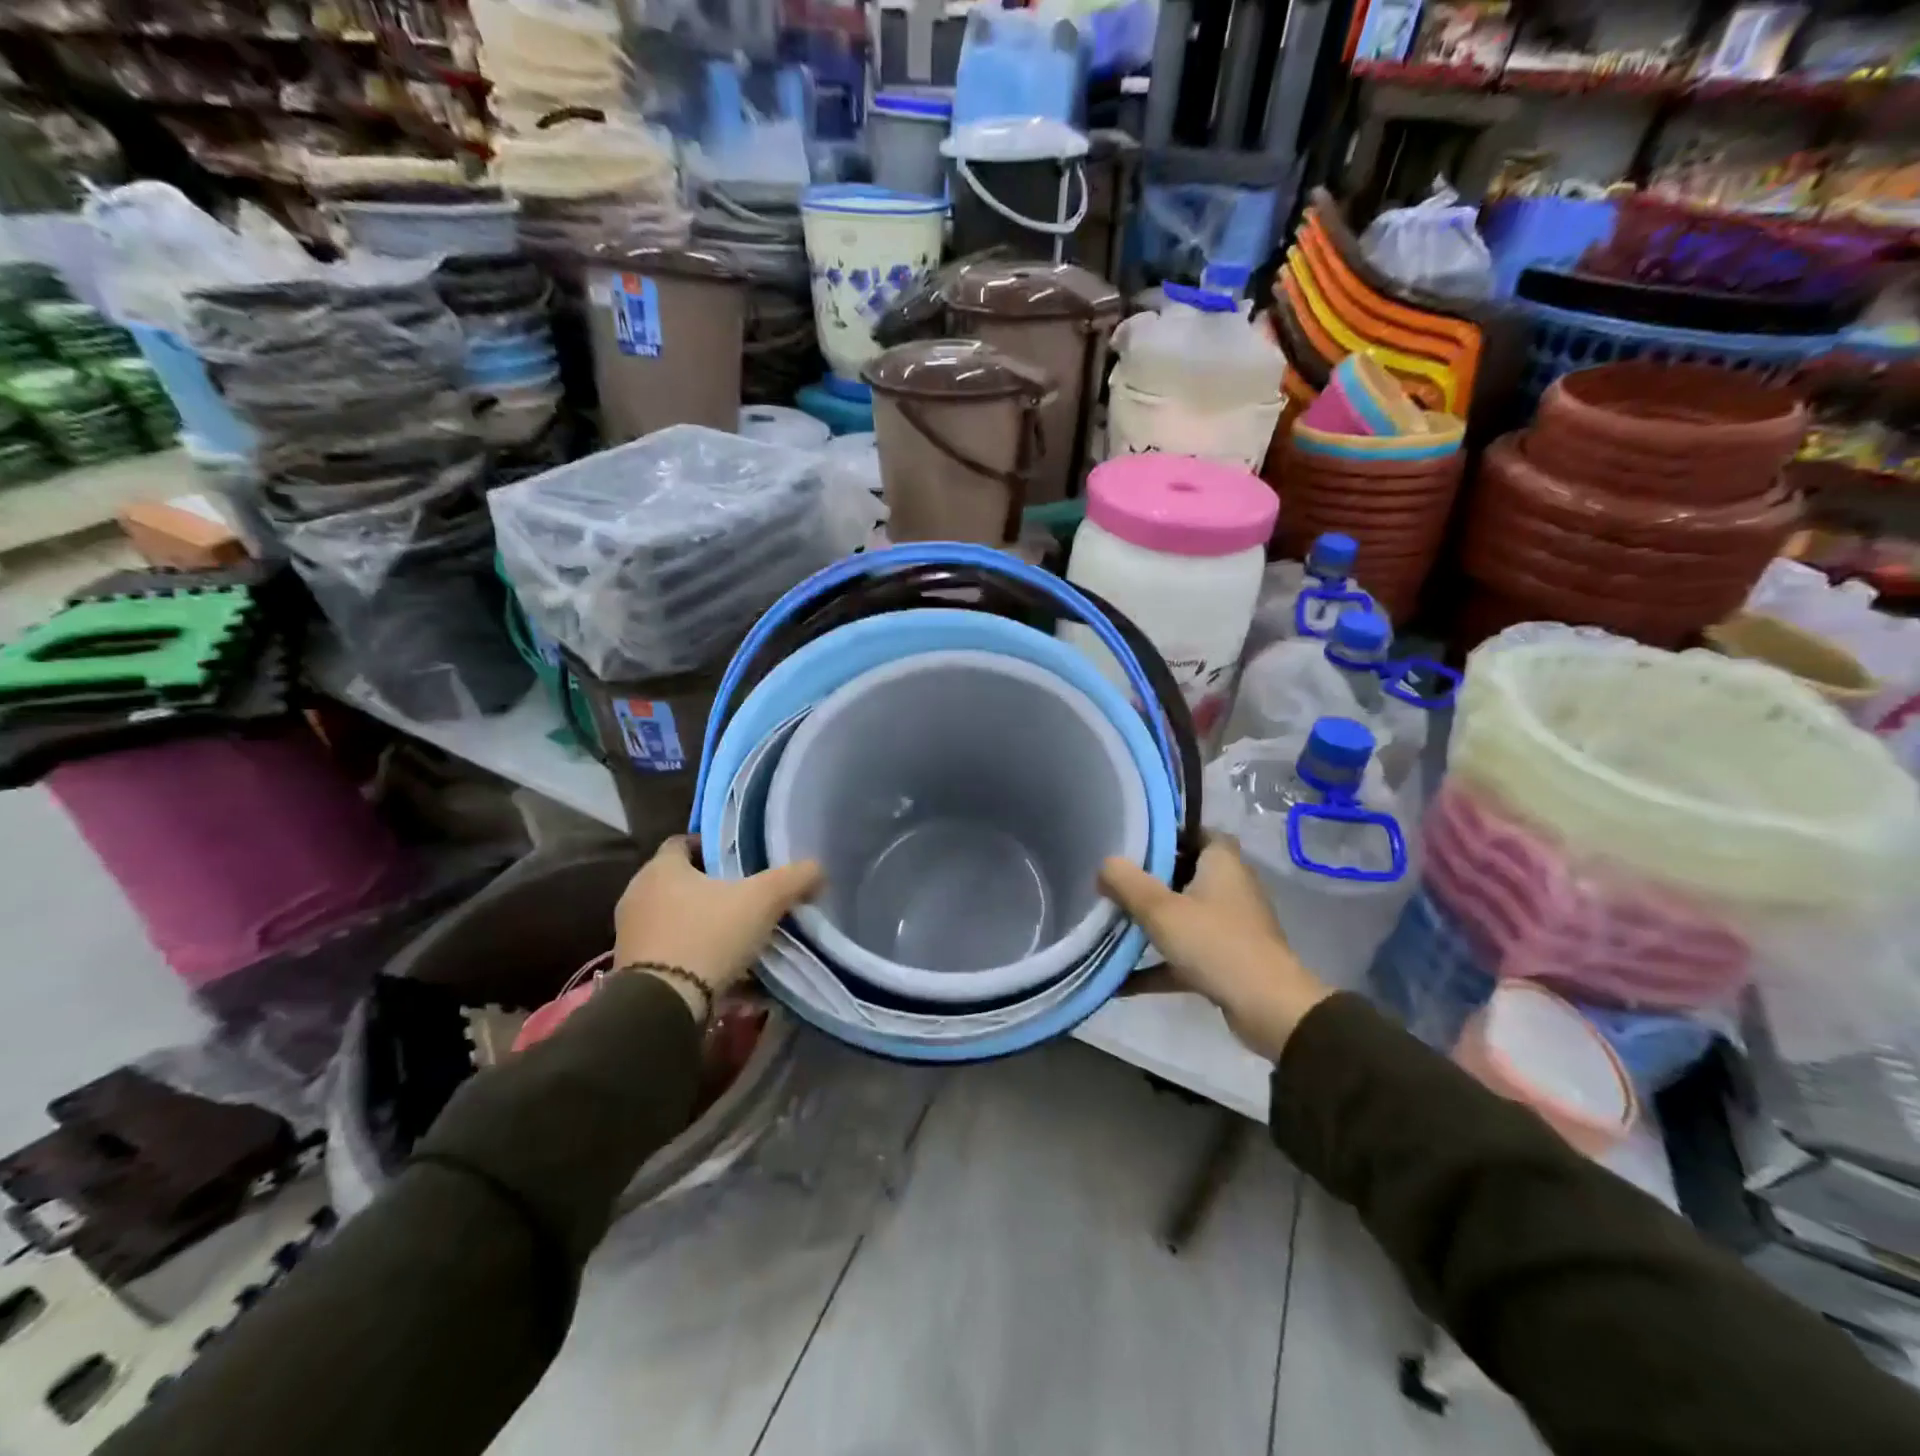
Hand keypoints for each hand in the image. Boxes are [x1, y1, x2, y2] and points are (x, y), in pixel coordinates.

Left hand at [614, 836, 822, 1013]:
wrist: (662, 1005)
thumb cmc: (708, 935)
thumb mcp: (763, 900)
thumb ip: (794, 878)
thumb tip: (818, 869)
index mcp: (660, 868)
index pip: (683, 843)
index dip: (712, 848)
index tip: (739, 860)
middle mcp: (638, 895)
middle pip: (680, 882)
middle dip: (711, 889)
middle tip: (746, 898)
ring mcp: (630, 934)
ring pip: (675, 918)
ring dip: (702, 924)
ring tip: (738, 936)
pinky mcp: (631, 969)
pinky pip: (669, 951)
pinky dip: (693, 954)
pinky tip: (721, 969)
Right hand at [1100, 838, 1332, 1061]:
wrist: (1268, 1008)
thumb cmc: (1216, 943)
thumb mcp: (1161, 910)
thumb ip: (1127, 883)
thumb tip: (1105, 864)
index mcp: (1223, 864)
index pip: (1200, 832)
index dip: (1171, 833)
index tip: (1137, 842)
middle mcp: (1231, 889)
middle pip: (1188, 874)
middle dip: (1152, 879)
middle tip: (1116, 882)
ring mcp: (1231, 927)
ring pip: (1186, 916)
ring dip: (1154, 924)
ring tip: (1113, 924)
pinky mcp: (1228, 961)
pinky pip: (1186, 955)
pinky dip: (1159, 965)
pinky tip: (1122, 981)